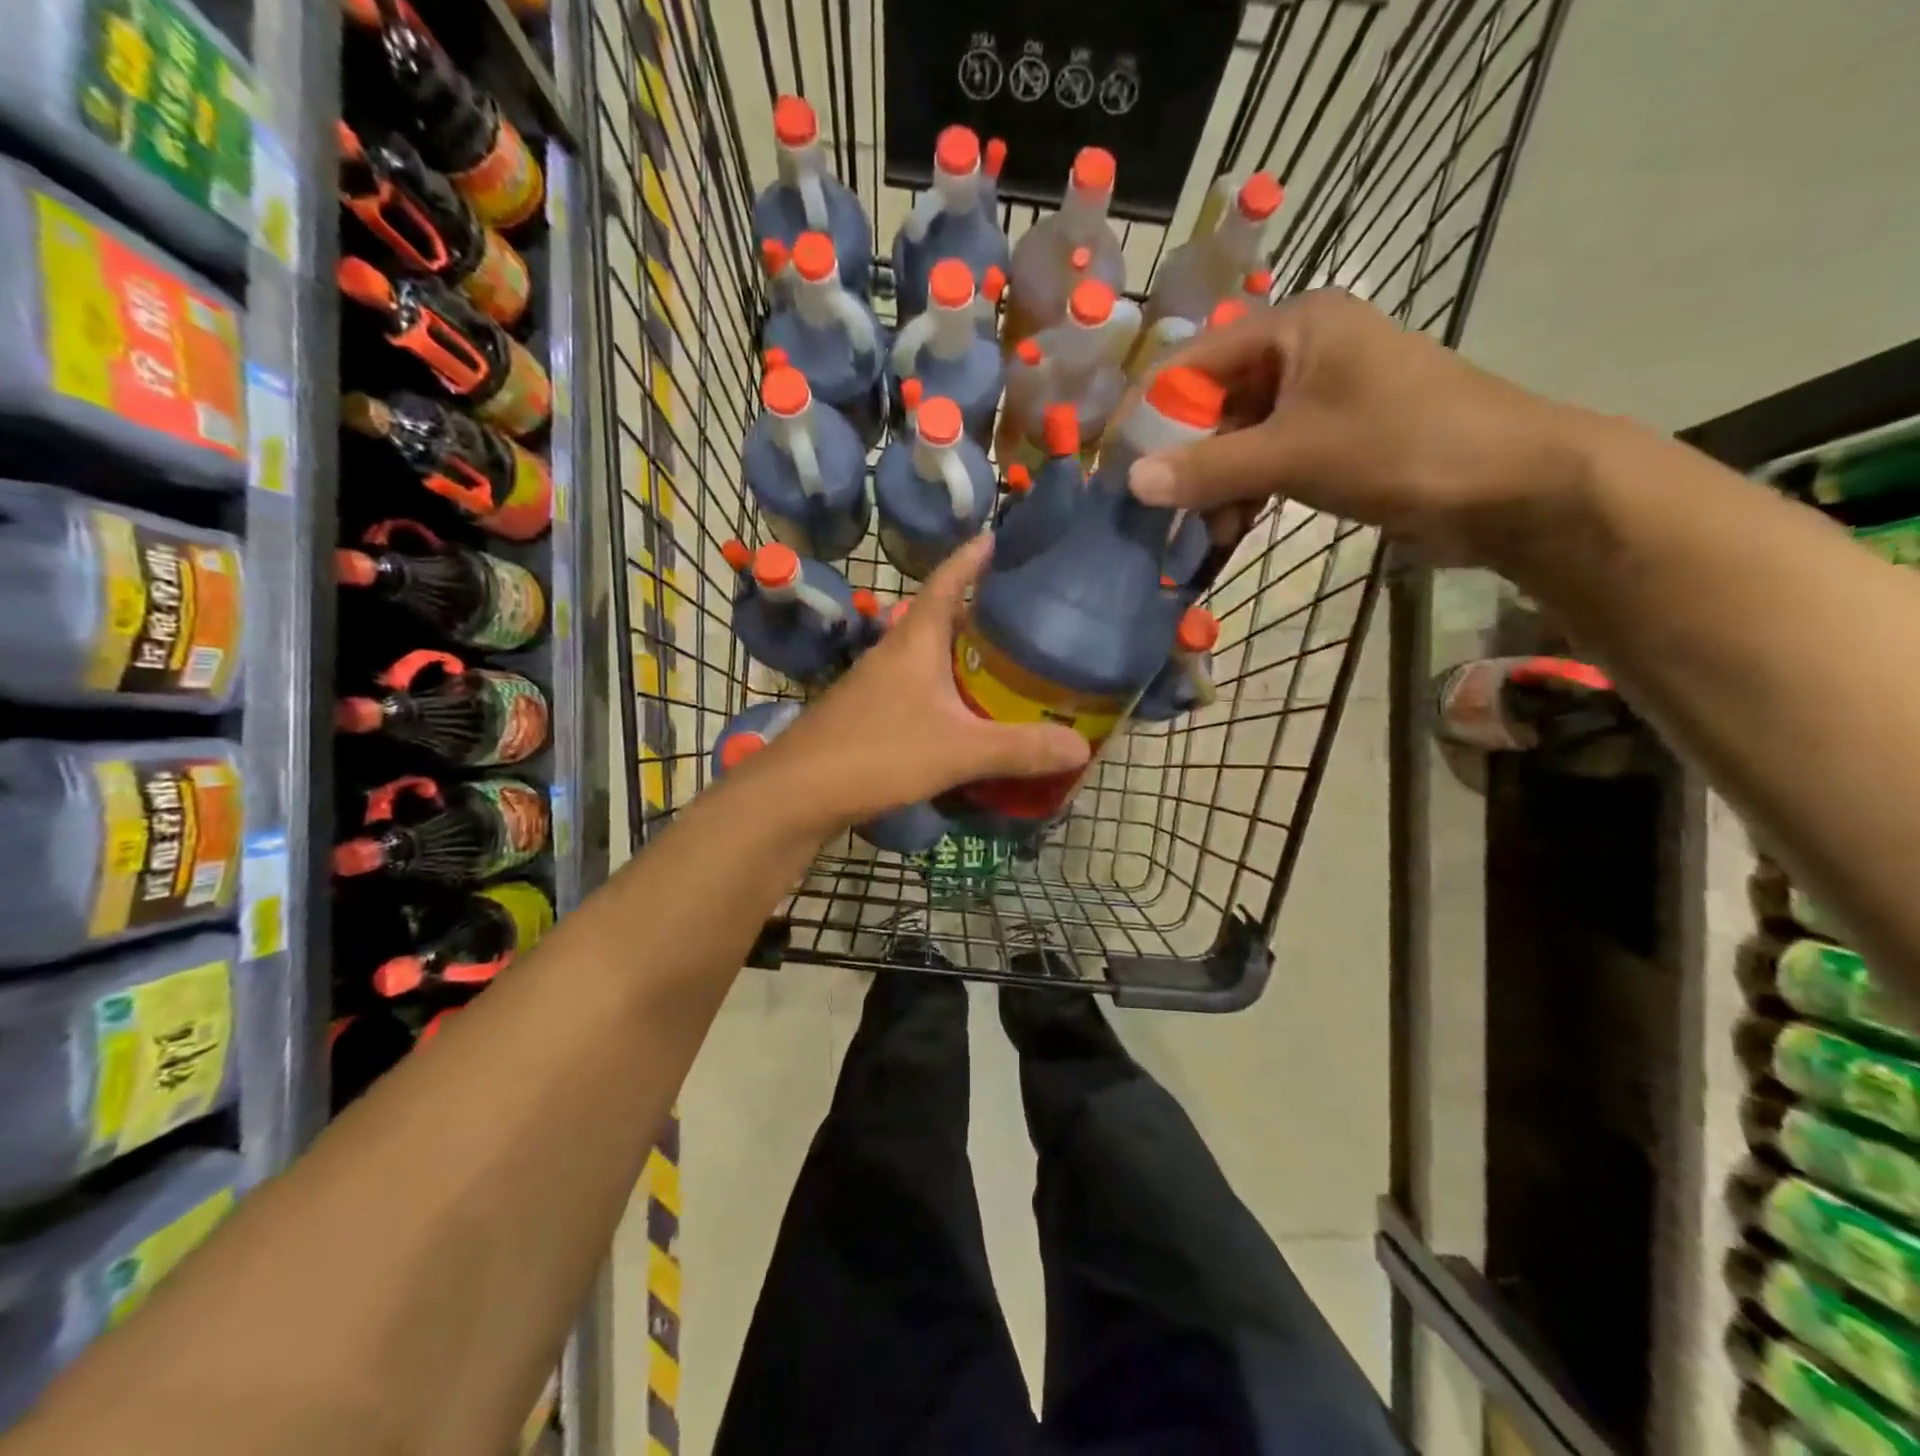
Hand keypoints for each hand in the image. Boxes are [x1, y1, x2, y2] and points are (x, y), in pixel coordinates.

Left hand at [760, 535, 1089, 826]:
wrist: (796, 795)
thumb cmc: (876, 752)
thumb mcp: (957, 750)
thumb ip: (1019, 748)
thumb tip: (1082, 746)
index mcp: (915, 639)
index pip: (948, 579)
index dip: (974, 556)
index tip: (1002, 537)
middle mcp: (894, 652)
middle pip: (942, 616)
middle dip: (982, 610)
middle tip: (1029, 613)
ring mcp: (877, 685)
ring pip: (929, 656)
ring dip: (964, 654)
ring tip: (1009, 663)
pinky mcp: (870, 716)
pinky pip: (919, 690)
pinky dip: (948, 691)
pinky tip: (967, 715)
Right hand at [1127, 289, 1597, 565]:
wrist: (1513, 487)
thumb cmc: (1404, 447)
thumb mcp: (1295, 455)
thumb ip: (1210, 468)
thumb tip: (1132, 481)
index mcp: (1296, 326)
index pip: (1195, 359)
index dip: (1152, 410)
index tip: (1117, 462)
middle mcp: (1302, 351)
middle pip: (1214, 402)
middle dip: (1186, 460)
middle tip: (1160, 511)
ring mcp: (1318, 398)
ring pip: (1238, 438)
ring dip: (1215, 486)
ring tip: (1206, 533)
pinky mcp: (1331, 439)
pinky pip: (1266, 461)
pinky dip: (1245, 494)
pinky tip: (1231, 530)